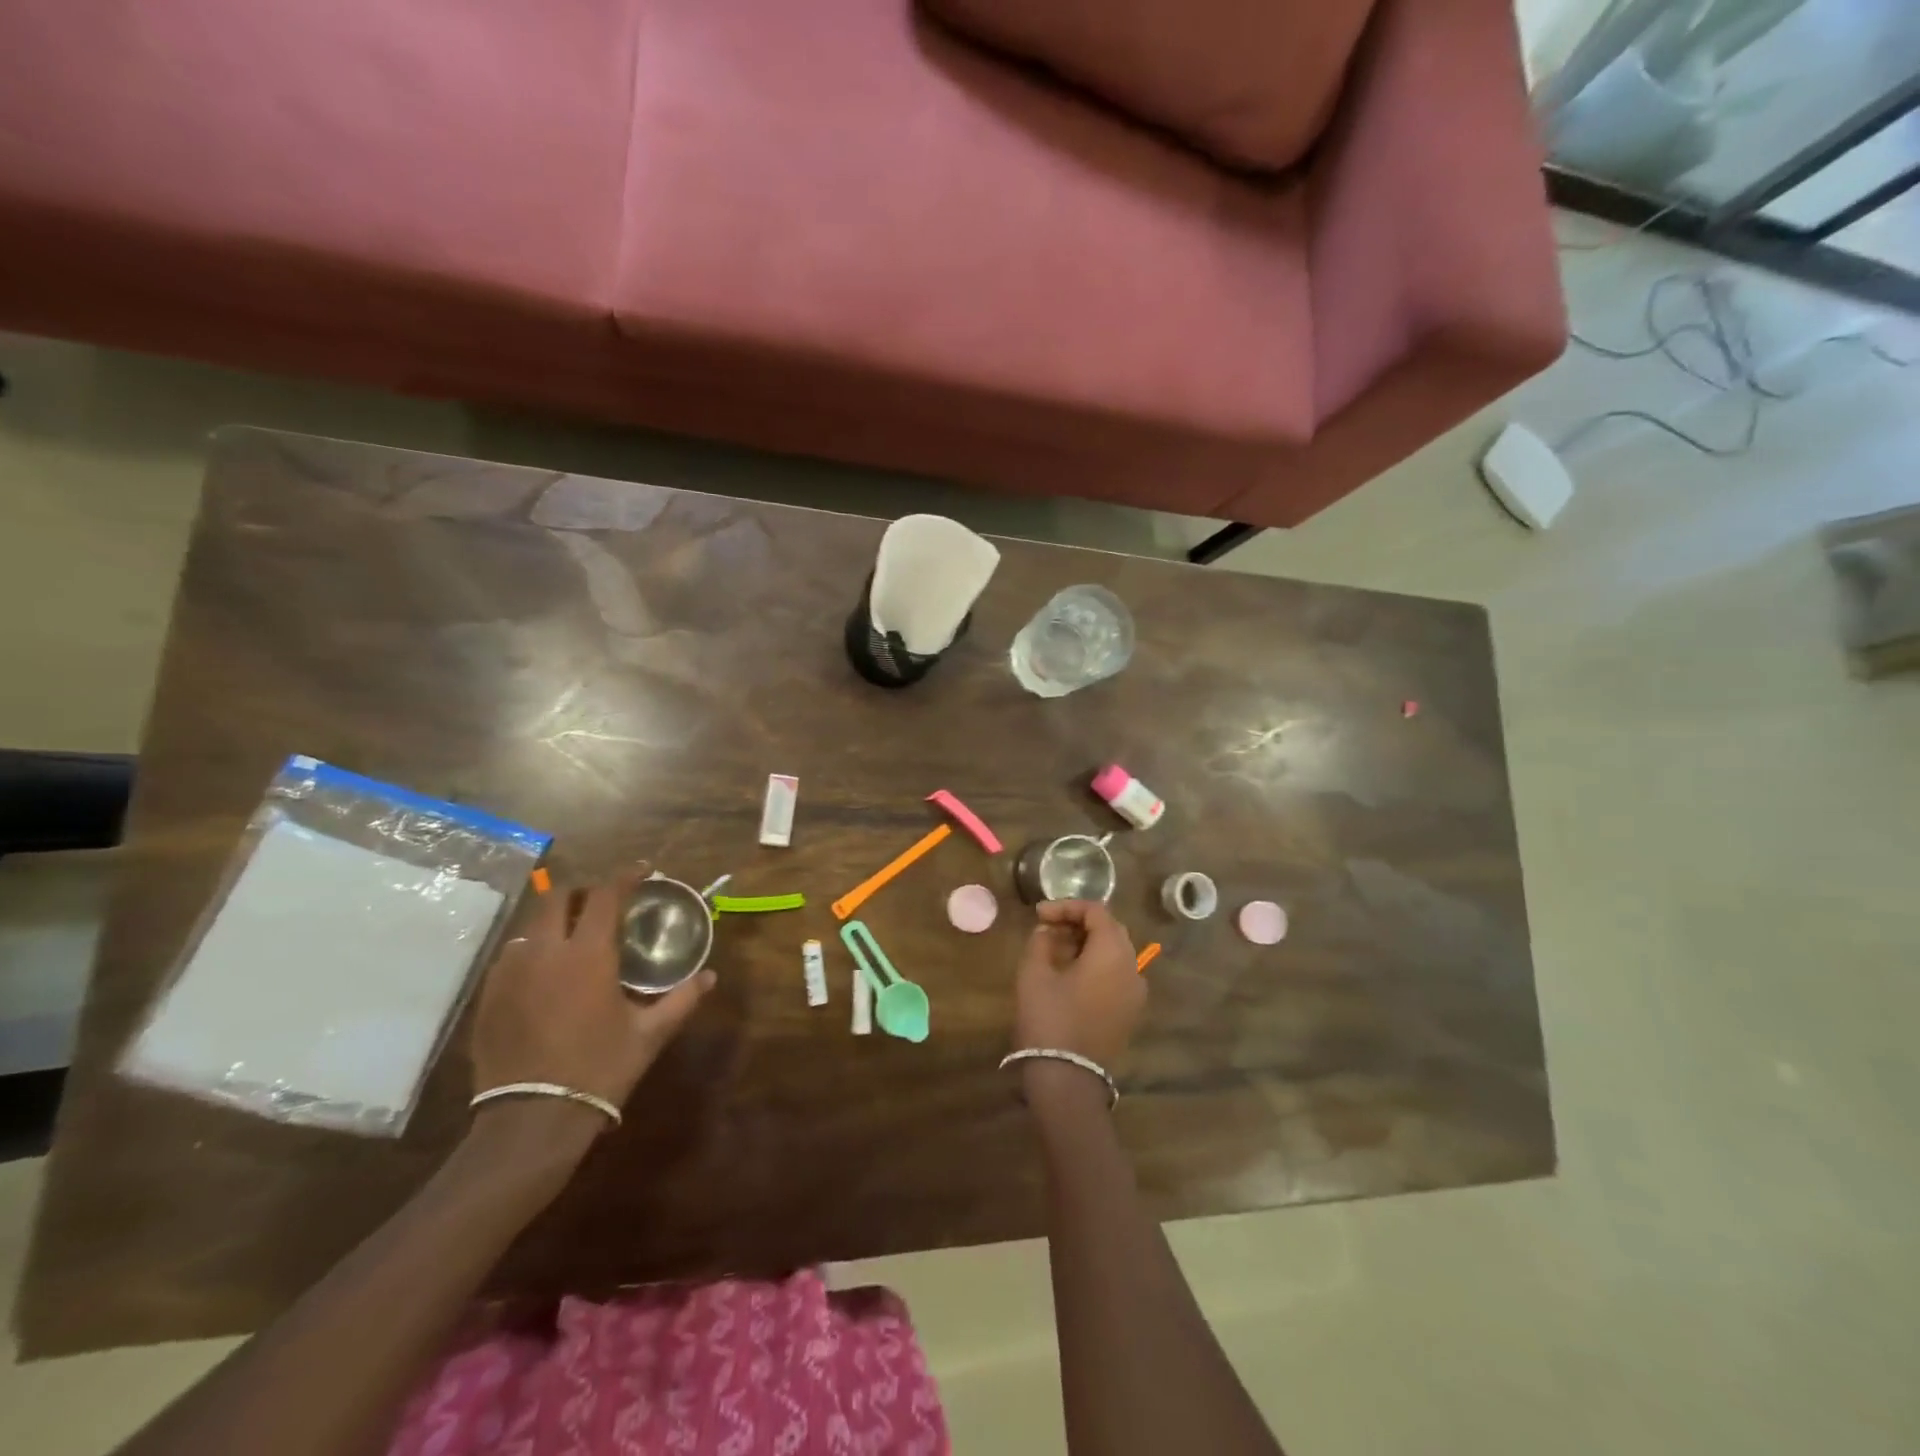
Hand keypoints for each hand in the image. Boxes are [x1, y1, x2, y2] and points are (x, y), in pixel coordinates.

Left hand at [469, 869, 714, 1122]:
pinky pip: (510, 956)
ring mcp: (510, 973)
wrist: (531, 1121)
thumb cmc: (599, 1070)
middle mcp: (545, 951)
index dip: (625, 877)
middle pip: (557, 897)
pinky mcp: (488, 997)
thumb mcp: (649, 1034)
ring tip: (572, 938)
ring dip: (554, 921)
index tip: (642, 872)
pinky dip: (531, 950)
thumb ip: (682, 999)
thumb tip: (710, 976)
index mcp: (588, 954)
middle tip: (602, 903)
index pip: (605, 895)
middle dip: (582, 892)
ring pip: (529, 925)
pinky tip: (543, 973)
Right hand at [1014, 899, 1144, 1070]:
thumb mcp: (1034, 973)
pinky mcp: (1130, 1012)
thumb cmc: (1049, 1019)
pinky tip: (1070, 973)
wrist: (1068, 1080)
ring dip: (1087, 943)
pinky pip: (1117, 974)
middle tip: (1047, 928)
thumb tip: (1048, 930)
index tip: (1039, 915)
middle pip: (1110, 930)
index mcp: (1113, 952)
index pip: (1096, 911)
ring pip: (1115, 952)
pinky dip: (1096, 964)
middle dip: (1078, 923)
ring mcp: (1135, 992)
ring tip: (1055, 949)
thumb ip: (1041, 941)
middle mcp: (1133, 967)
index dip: (1066, 907)